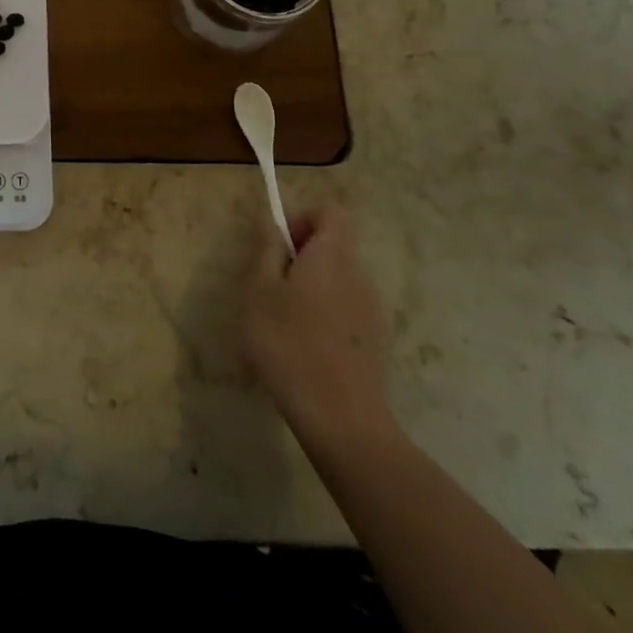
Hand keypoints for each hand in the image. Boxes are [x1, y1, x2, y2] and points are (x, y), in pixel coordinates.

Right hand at [243, 207, 395, 459]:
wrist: (340, 419)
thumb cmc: (288, 344)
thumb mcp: (259, 290)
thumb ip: (265, 249)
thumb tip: (270, 221)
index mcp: (332, 257)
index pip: (332, 213)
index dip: (303, 219)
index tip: (277, 245)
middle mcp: (358, 276)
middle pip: (332, 247)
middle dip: (297, 258)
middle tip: (266, 287)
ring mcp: (371, 311)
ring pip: (334, 282)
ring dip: (306, 290)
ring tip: (277, 324)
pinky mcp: (373, 341)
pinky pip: (342, 311)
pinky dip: (321, 317)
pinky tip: (298, 350)